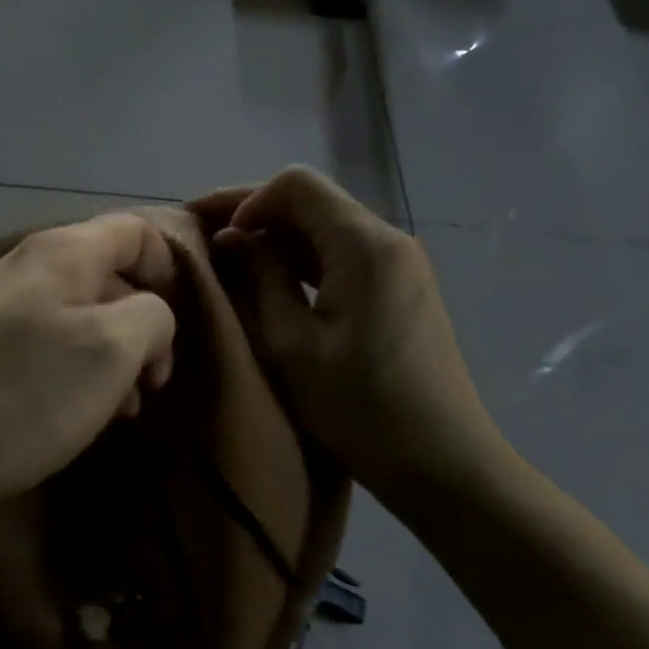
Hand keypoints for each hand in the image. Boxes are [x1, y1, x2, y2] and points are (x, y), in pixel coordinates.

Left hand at [0, 213, 177, 515]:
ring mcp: (7, 307)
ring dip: (115, 357)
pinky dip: (80, 372)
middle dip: (144, 324)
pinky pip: (54, 344)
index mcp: (65, 251)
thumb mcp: (112, 349)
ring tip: (122, 408)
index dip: (171, 270)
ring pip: (85, 316)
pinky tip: (84, 414)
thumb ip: (152, 315)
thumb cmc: (25, 392)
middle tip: (152, 382)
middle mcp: (33, 266)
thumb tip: (148, 313)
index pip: (138, 231)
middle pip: (112, 275)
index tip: (181, 327)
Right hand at [193, 167, 504, 494]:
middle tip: (205, 238)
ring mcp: (399, 264)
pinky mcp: (401, 288)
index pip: (296, 184)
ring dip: (277, 237)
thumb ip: (261, 278)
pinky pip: (343, 254)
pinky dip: (303, 260)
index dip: (245, 200)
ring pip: (325, 227)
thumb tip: (233, 238)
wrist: (443, 463)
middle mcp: (387, 239)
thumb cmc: (360, 407)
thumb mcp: (293, 344)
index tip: (214, 237)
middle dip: (255, 213)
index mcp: (363, 244)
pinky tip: (273, 282)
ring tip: (230, 261)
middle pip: (312, 200)